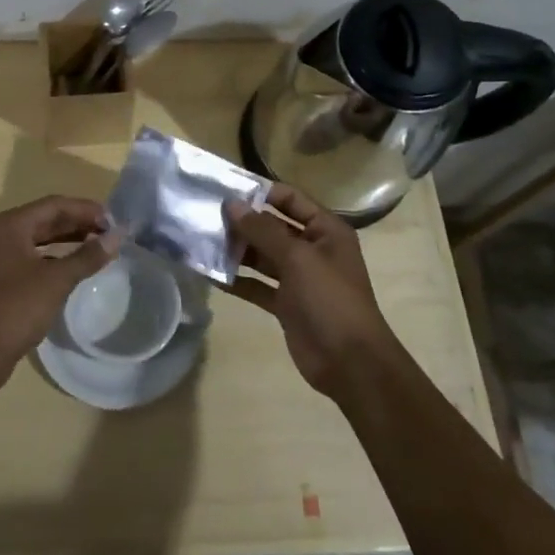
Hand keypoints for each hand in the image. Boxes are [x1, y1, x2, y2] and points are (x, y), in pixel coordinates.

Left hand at [0, 195, 118, 394]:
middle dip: (79, 224)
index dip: (86, 209)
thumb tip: (117, 236)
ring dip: (69, 240)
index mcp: (9, 225)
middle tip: (110, 233)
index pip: (54, 205)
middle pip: (46, 219)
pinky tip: (76, 267)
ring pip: (40, 239)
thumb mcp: (56, 281)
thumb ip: (87, 256)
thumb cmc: (14, 310)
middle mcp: (1, 234)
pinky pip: (34, 258)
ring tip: (99, 247)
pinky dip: (56, 258)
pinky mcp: (1, 279)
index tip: (114, 220)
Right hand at [223, 184, 401, 397]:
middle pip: (273, 227)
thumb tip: (232, 204)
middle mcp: (312, 249)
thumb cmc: (329, 299)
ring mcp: (299, 278)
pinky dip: (238, 280)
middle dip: (243, 222)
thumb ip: (263, 230)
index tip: (226, 190)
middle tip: (206, 216)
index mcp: (325, 230)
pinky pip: (258, 285)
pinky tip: (212, 275)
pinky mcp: (286, 304)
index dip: (261, 192)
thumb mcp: (297, 258)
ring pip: (263, 256)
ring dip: (237, 251)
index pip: (290, 199)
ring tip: (203, 242)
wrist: (350, 364)